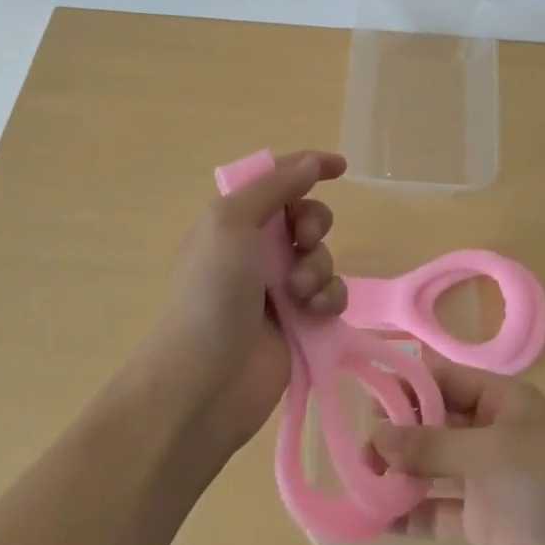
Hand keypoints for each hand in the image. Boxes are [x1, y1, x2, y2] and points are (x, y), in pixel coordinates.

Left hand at [146, 150, 348, 455]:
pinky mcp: (301, 323)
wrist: (203, 382)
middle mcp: (256, 250)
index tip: (341, 167)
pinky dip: (329, 298)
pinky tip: (314, 313)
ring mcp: (279, 288)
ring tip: (299, 292)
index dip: (308, 167)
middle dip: (314, 222)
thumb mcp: (231, 222)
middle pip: (305, 216)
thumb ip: (274, 187)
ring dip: (318, 266)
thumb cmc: (211, 291)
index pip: (276, 180)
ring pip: (322, 256)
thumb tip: (311, 162)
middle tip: (304, 239)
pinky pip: (331, 295)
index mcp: (234, 221)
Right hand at [370, 356, 544, 544]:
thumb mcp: (489, 454)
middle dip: (397, 429)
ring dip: (399, 471)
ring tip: (358, 476)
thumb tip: (376, 433)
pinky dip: (411, 513)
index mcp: (499, 399)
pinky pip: (438, 510)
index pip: (444, 377)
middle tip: (355, 443)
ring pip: (432, 465)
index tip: (364, 389)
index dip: (406, 381)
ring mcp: (485, 478)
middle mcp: (488, 431)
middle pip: (434, 420)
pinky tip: (377, 518)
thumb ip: (432, 445)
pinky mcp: (482, 522)